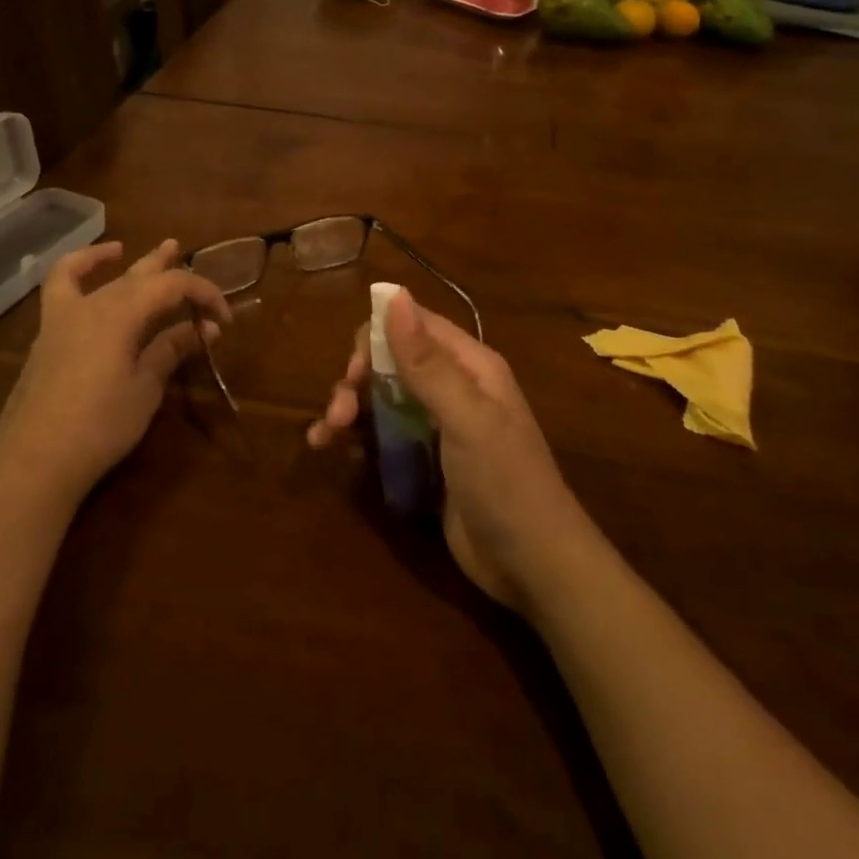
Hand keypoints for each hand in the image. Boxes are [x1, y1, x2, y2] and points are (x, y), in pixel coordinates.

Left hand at [0, 239, 230, 505]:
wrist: (33, 460)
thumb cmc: (99, 426)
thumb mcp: (145, 389)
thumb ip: (171, 351)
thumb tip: (205, 329)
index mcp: (123, 313)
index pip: (173, 286)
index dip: (204, 294)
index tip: (224, 319)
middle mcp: (94, 304)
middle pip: (139, 275)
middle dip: (170, 269)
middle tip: (193, 264)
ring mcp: (65, 316)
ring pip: (102, 276)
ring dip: (125, 261)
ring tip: (138, 249)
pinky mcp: (48, 335)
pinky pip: (61, 286)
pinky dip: (77, 269)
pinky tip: (87, 267)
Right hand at [308, 288, 580, 612]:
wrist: (533, 566)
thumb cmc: (505, 482)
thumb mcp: (466, 419)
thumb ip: (427, 362)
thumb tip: (392, 293)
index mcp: (469, 365)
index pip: (412, 325)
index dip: (376, 338)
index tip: (353, 372)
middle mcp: (452, 387)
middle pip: (390, 362)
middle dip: (356, 380)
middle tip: (338, 415)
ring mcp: (436, 425)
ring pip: (380, 397)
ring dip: (348, 408)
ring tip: (324, 436)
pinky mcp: (424, 459)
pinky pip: (382, 434)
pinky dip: (355, 436)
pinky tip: (329, 450)